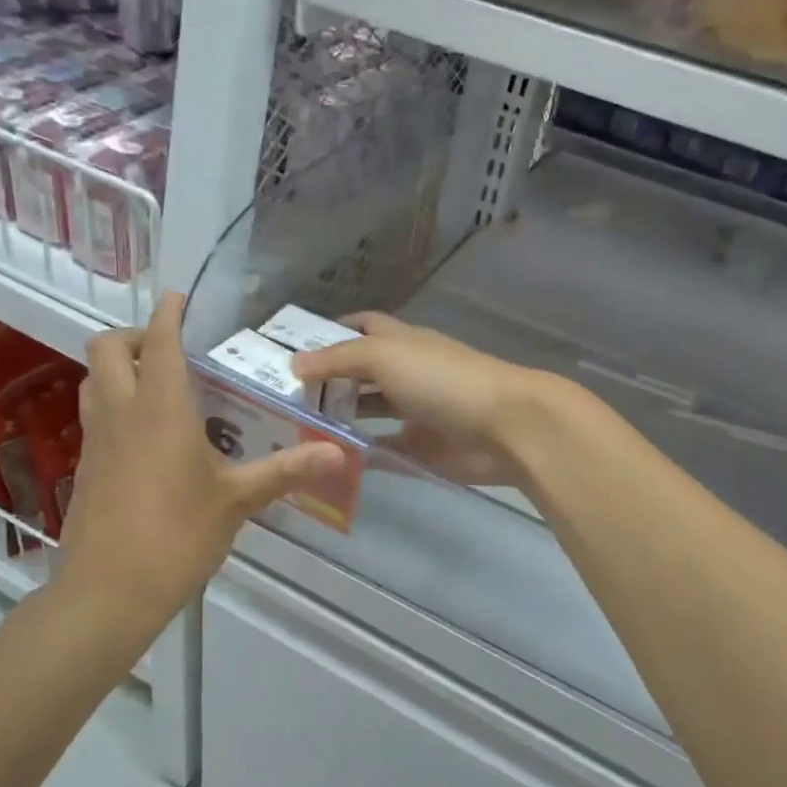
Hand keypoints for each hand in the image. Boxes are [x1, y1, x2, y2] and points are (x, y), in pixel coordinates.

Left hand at [48, 294, 344, 651]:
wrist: (106, 594)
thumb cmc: (176, 537)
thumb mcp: (237, 502)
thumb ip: (286, 470)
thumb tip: (338, 452)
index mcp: (159, 409)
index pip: (159, 341)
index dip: (169, 313)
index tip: (182, 299)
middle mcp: (121, 413)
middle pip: (106, 348)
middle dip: (136, 335)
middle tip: (173, 350)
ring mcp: (97, 440)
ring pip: (94, 380)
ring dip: (120, 368)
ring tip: (162, 385)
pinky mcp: (86, 468)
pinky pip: (96, 415)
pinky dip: (116, 403)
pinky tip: (150, 435)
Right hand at [290, 313, 551, 486]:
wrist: (504, 427)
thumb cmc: (442, 380)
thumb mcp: (384, 356)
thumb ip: (338, 359)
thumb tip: (294, 362)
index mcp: (401, 342)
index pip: (362, 326)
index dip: (332, 332)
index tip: (293, 347)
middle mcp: (406, 372)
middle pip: (360, 372)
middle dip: (327, 380)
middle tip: (281, 396)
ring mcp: (414, 412)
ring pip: (368, 411)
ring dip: (338, 418)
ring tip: (294, 428)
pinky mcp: (421, 448)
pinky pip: (382, 450)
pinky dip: (359, 454)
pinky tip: (327, 459)